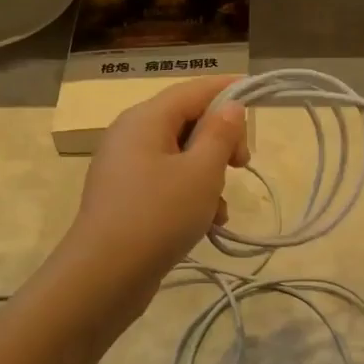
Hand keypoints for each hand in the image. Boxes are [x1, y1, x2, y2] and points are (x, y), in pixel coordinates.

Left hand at [58, 76, 249, 306]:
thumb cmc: (159, 215)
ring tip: (220, 209)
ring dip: (208, 176)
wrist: (105, 274)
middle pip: (186, 122)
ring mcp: (125, 168)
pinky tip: (206, 224)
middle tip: (243, 164)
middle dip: (220, 141)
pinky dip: (189, 196)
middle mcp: (130, 135)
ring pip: (179, 157)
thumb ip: (220, 134)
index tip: (258, 98)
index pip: (193, 90)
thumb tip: (229, 106)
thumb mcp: (202, 172)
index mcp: (146, 119)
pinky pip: (166, 183)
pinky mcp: (126, 198)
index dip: (227, 89)